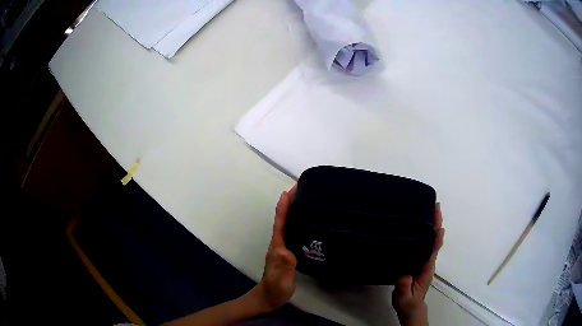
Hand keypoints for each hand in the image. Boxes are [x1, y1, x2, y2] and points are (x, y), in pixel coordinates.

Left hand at [251, 186, 297, 312]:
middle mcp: (279, 244)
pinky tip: (306, 223)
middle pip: (283, 220)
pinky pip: (292, 234)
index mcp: (277, 247)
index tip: (290, 190)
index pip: (280, 223)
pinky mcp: (287, 253)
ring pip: (287, 225)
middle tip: (302, 190)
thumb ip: (284, 266)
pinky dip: (297, 224)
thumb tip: (288, 250)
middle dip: (290, 203)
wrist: (269, 298)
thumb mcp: (281, 280)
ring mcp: (282, 248)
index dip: (284, 207)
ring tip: (306, 201)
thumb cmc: (275, 289)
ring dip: (293, 211)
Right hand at [392, 203, 445, 324]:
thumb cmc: (407, 301)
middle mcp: (429, 261)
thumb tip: (404, 275)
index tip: (438, 219)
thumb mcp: (403, 296)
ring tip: (430, 210)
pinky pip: (426, 244)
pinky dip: (427, 233)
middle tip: (435, 205)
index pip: (434, 248)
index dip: (437, 234)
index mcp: (426, 268)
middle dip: (436, 222)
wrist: (410, 307)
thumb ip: (403, 287)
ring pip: (431, 240)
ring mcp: (426, 261)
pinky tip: (421, 227)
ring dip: (433, 225)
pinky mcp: (420, 262)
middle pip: (435, 239)